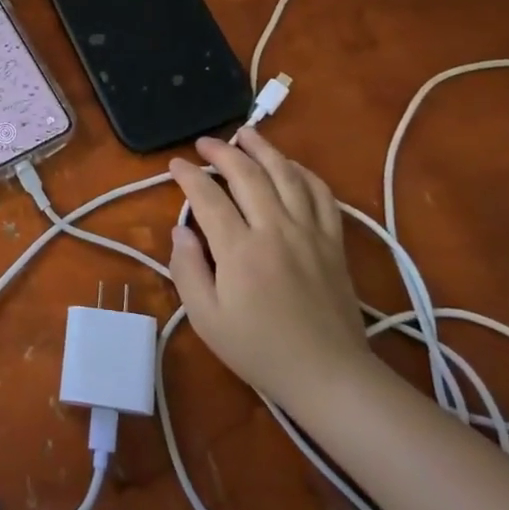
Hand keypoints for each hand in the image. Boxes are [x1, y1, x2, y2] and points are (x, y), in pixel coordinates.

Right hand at [167, 127, 372, 407]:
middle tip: (204, 144)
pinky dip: (304, 172)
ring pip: (287, 174)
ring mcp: (310, 232)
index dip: (188, 176)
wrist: (329, 374)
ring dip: (264, 149)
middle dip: (222, 152)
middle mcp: (275, 229)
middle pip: (248, 174)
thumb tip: (180, 230)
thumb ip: (187, 269)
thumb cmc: (259, 350)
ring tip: (246, 134)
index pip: (208, 197)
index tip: (175, 165)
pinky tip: (290, 166)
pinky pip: (321, 194)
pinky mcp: (334, 241)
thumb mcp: (206, 318)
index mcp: (240, 249)